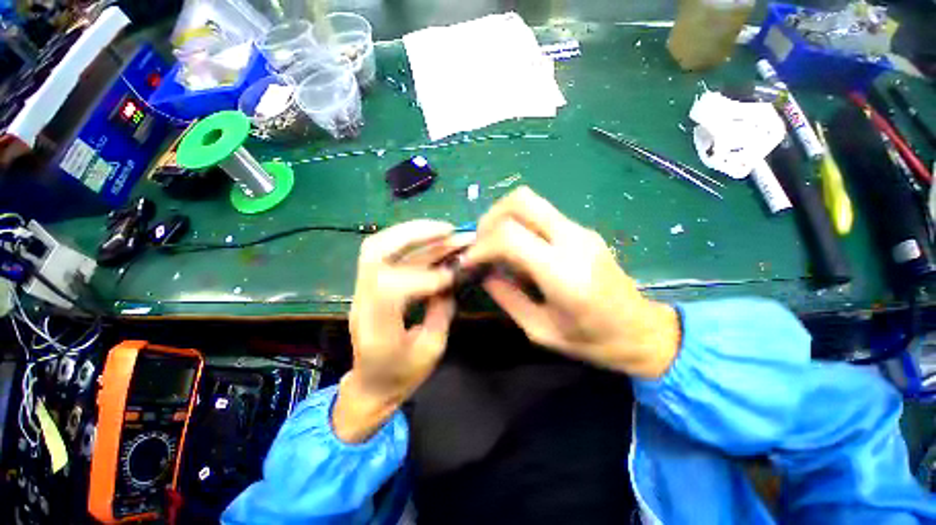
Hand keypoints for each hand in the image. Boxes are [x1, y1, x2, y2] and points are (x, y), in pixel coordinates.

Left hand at [334, 220, 470, 442]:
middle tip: (448, 230)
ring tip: (445, 229)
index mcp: (377, 330)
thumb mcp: (431, 350)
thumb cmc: (402, 376)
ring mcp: (363, 291)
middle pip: (375, 253)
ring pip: (379, 247)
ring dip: (414, 232)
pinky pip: (387, 254)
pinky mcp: (371, 285)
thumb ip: (441, 310)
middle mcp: (363, 303)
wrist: (370, 386)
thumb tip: (450, 278)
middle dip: (414, 235)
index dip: (426, 277)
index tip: (453, 275)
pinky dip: (412, 242)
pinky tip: (433, 239)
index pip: (391, 288)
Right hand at [463, 187, 679, 378]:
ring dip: (503, 218)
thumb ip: (507, 298)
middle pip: (521, 201)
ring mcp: (581, 231)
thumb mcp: (540, 330)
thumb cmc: (593, 341)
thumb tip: (485, 273)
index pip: (510, 236)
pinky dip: (519, 224)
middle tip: (480, 243)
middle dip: (490, 218)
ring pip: (531, 201)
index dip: (481, 245)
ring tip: (493, 245)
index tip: (469, 262)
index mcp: (563, 272)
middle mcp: (573, 241)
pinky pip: (542, 215)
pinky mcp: (582, 231)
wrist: (642, 332)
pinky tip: (516, 249)